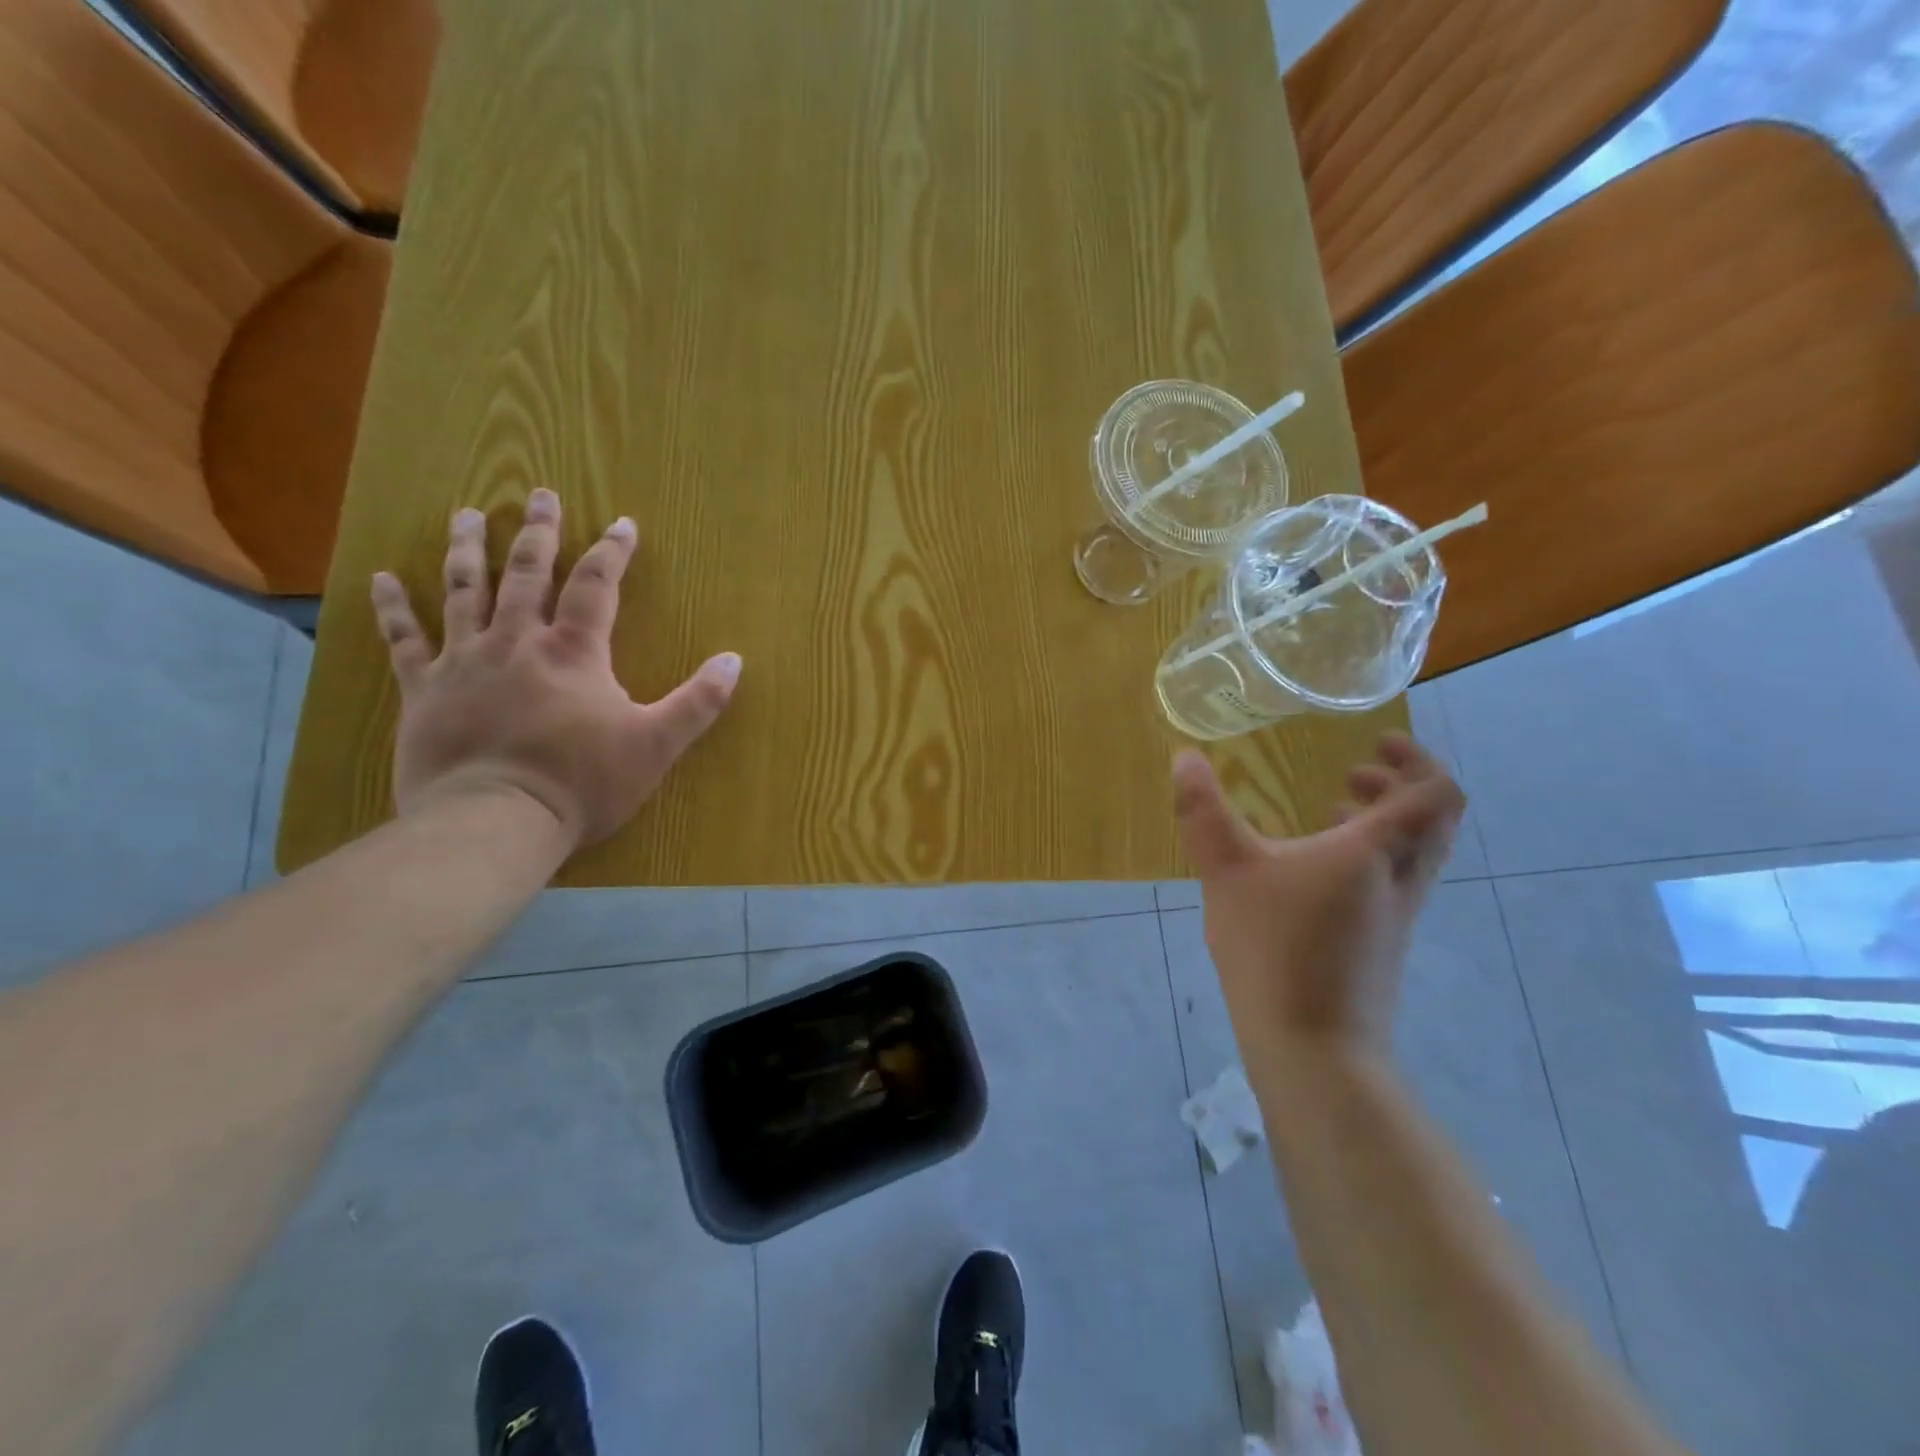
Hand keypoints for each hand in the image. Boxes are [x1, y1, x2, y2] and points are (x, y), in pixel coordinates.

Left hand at [369, 489, 740, 851]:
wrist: (496, 821)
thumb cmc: (583, 782)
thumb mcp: (657, 744)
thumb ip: (698, 701)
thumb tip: (734, 660)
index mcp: (574, 652)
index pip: (597, 585)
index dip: (611, 551)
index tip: (621, 522)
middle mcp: (517, 642)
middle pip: (527, 573)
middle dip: (537, 531)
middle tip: (539, 493)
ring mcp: (464, 662)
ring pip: (464, 591)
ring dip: (468, 549)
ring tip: (467, 513)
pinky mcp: (424, 691)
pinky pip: (404, 640)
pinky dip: (393, 608)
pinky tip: (383, 579)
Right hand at [1172, 734, 1464, 1066]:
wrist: (1314, 1048)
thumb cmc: (1275, 948)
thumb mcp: (1226, 870)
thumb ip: (1203, 811)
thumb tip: (1184, 756)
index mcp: (1375, 852)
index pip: (1433, 794)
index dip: (1417, 760)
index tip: (1376, 743)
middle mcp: (1400, 879)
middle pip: (1433, 822)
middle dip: (1399, 787)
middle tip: (1354, 772)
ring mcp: (1396, 916)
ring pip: (1414, 854)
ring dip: (1385, 822)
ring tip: (1333, 810)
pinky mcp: (1381, 945)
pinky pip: (1393, 881)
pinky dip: (1369, 857)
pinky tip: (1314, 870)